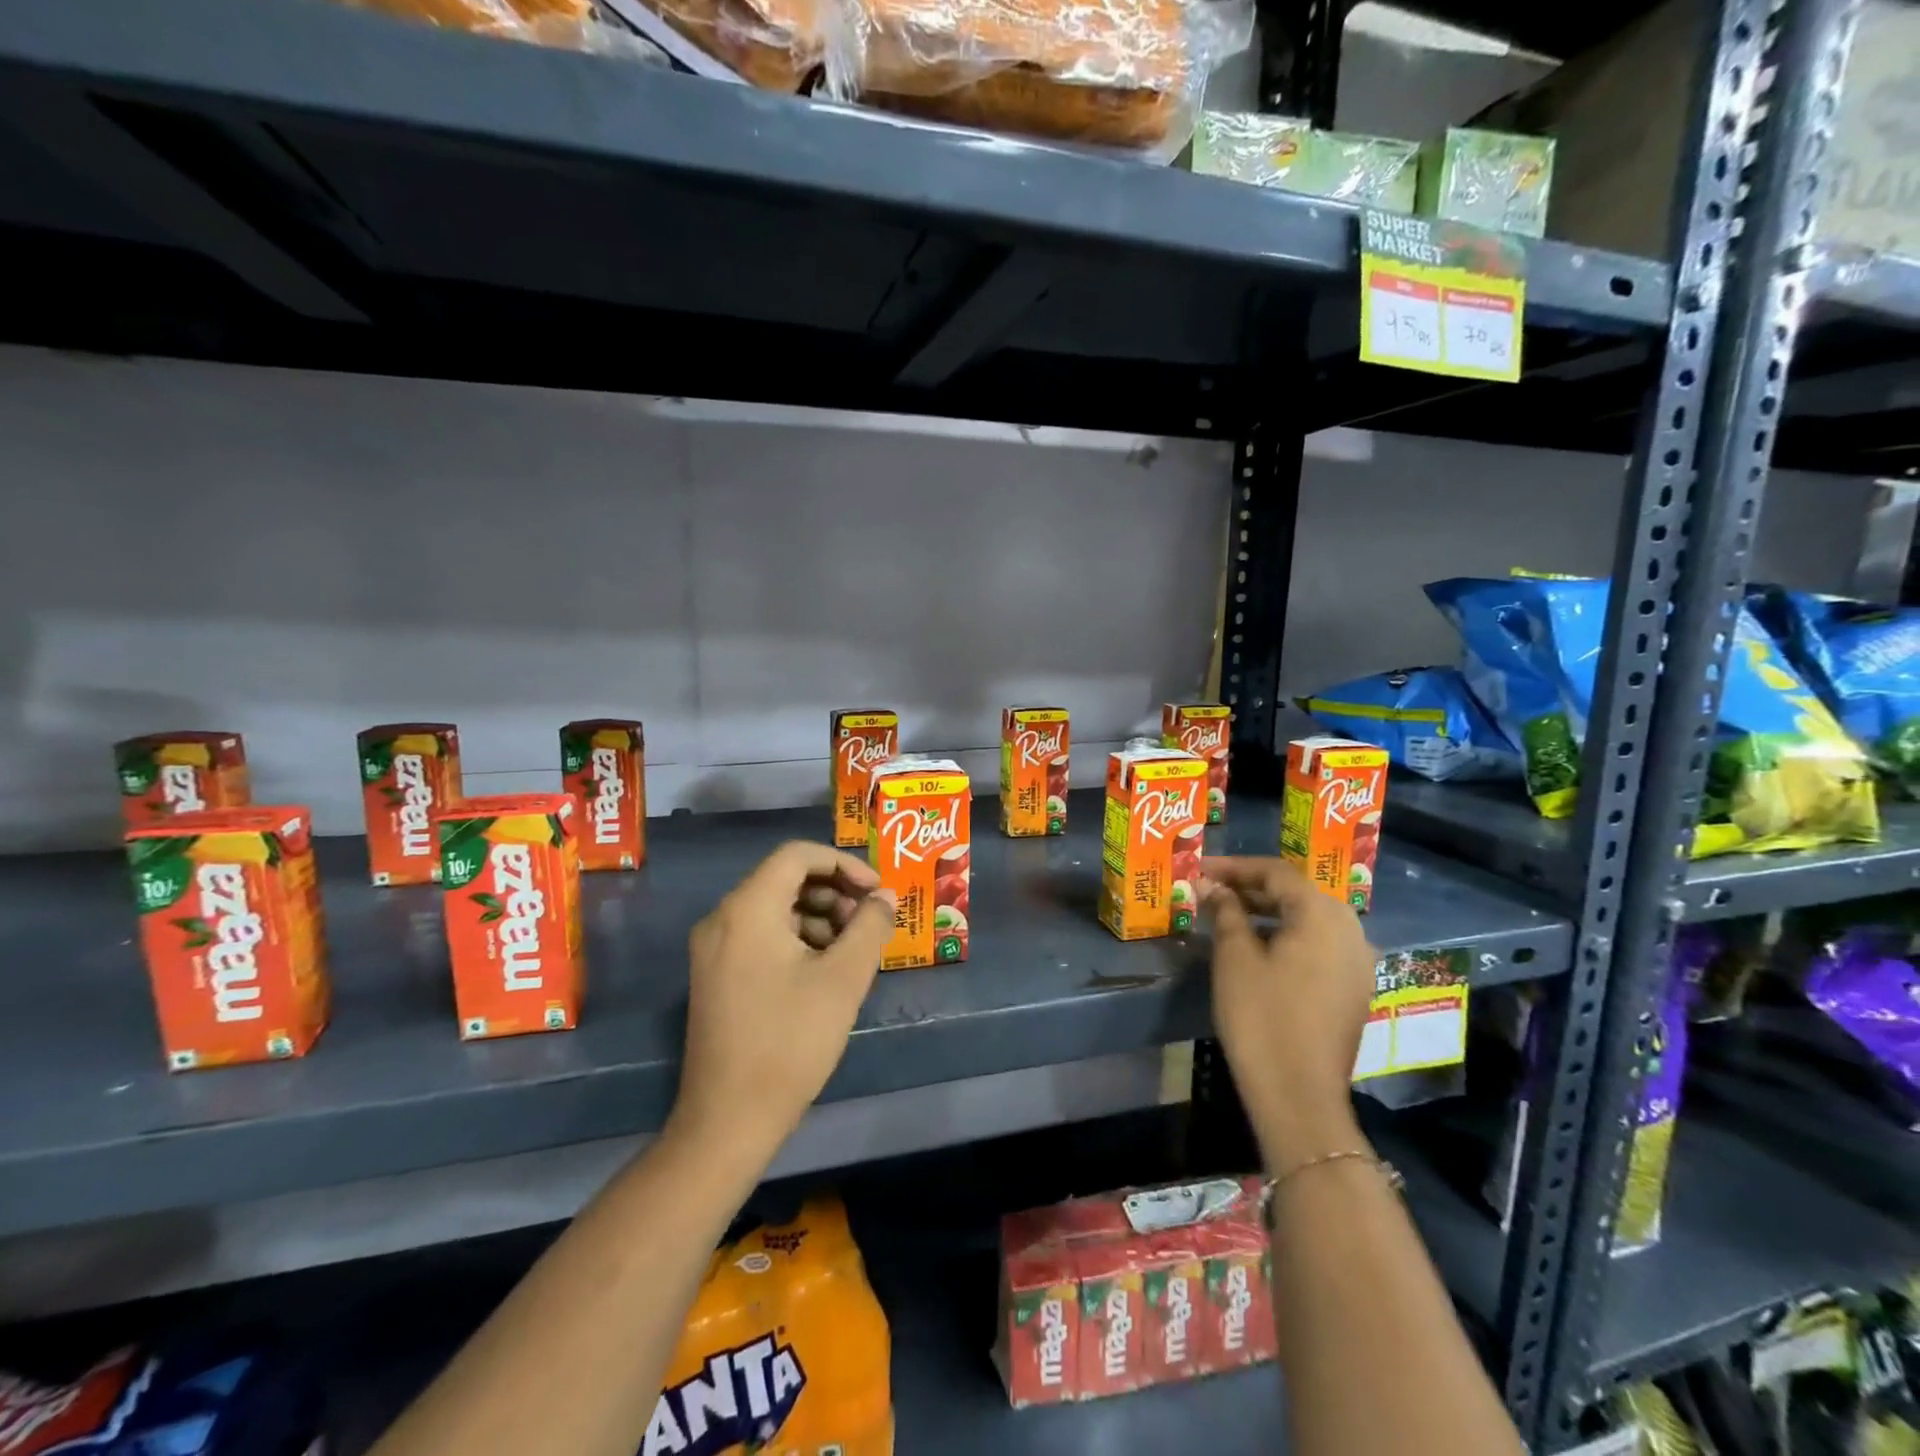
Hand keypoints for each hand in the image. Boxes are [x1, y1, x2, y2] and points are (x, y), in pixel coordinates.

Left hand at [671, 841, 895, 1162]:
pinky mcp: (715, 975)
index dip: (844, 864)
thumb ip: (870, 927)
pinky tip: (825, 970)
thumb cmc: (790, 1041)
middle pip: (785, 879)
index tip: (877, 892)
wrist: (728, 1120)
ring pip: (775, 908)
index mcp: (748, 908)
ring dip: (819, 917)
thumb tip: (884, 896)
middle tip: (868, 923)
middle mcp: (722, 918)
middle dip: (834, 892)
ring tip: (852, 950)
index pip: (798, 855)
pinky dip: (797, 939)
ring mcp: (713, 948)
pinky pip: (761, 935)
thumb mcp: (843, 979)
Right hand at [1204, 858, 1375, 1165]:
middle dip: (1251, 887)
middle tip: (1210, 890)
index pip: (1276, 872)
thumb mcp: (1235, 957)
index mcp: (1322, 914)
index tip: (1199, 869)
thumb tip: (1212, 886)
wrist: (1299, 1094)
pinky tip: (1258, 947)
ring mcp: (1358, 961)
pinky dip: (1288, 936)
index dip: (1234, 866)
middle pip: (1297, 893)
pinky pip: (1320, 945)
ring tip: (1228, 915)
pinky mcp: (1354, 988)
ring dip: (1269, 912)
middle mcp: (1350, 929)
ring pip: (1309, 919)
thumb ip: (1226, 912)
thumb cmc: (1261, 1016)